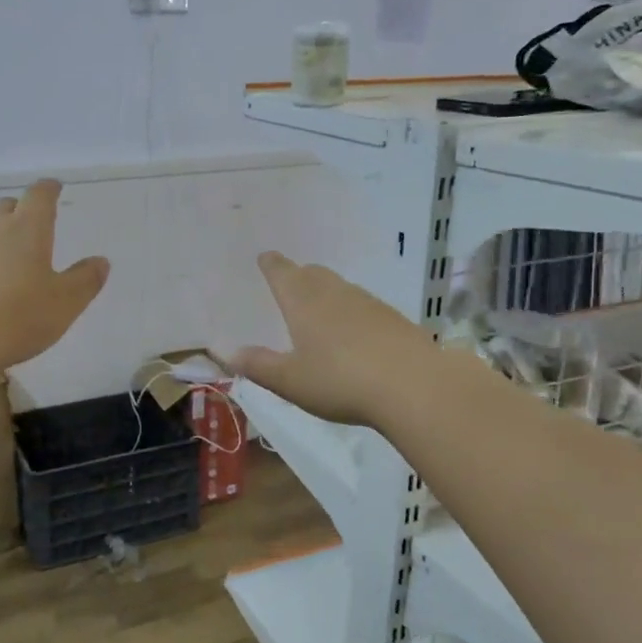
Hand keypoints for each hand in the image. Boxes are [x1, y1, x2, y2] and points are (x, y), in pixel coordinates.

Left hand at [0, 180, 109, 371]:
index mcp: (27, 229)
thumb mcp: (64, 303)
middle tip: (31, 221)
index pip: (39, 196)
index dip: (48, 189)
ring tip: (7, 253)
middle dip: (20, 209)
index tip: (54, 187)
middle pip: (6, 207)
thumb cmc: (17, 316)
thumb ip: (85, 280)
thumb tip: (100, 261)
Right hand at [232, 252, 436, 426]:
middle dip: (298, 275)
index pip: (282, 272)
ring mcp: (368, 303)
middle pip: (313, 273)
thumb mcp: (290, 381)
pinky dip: (352, 312)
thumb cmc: (340, 380)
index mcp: (303, 301)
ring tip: (319, 310)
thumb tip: (227, 352)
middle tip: (290, 283)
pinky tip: (355, 334)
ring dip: (326, 292)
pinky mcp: (393, 319)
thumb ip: (258, 365)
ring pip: (340, 288)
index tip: (265, 257)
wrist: (413, 385)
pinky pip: (364, 306)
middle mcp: (334, 293)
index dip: (271, 265)